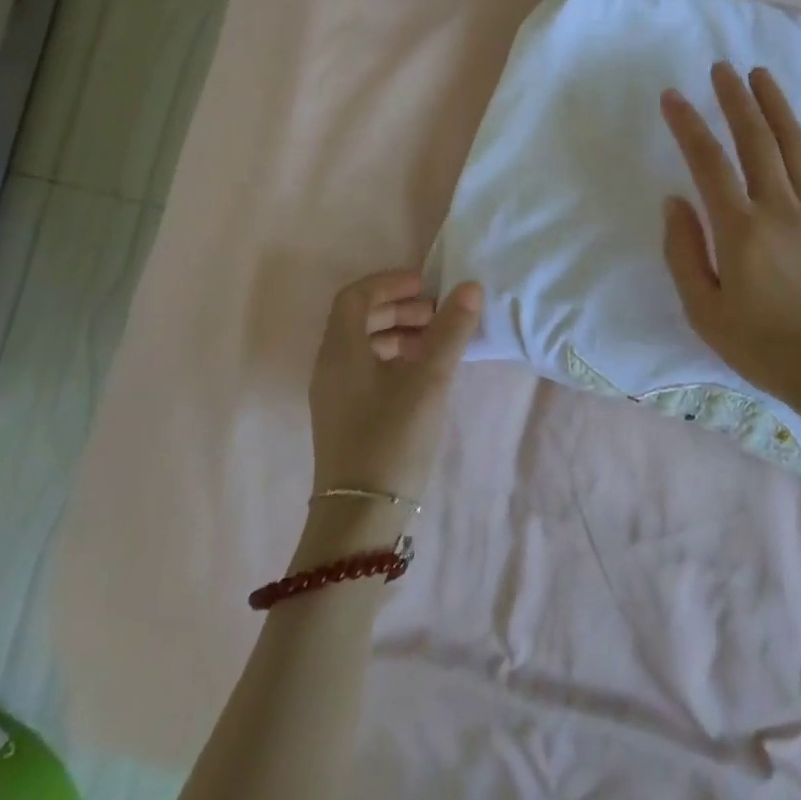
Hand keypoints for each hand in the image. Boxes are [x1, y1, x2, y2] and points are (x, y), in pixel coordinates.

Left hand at [306, 271, 482, 510]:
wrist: (360, 517)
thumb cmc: (392, 439)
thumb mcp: (428, 381)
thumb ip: (450, 332)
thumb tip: (470, 287)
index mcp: (340, 350)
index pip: (356, 295)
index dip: (391, 282)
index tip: (428, 286)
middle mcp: (330, 366)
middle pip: (359, 317)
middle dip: (399, 307)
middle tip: (438, 313)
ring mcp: (336, 393)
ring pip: (364, 344)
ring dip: (399, 332)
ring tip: (436, 343)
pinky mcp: (346, 415)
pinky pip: (367, 369)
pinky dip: (395, 358)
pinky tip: (423, 374)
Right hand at [660, 64, 800, 444]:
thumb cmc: (762, 347)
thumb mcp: (703, 310)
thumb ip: (683, 252)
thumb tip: (675, 201)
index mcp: (740, 229)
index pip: (708, 162)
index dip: (688, 125)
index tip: (672, 97)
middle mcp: (779, 208)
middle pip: (755, 140)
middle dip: (735, 100)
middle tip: (720, 69)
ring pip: (796, 147)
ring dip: (777, 107)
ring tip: (761, 76)